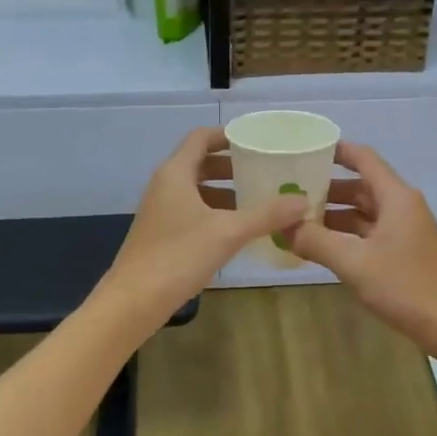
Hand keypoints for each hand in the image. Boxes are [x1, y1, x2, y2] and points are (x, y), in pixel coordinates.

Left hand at [103, 128, 306, 325]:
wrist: (134, 301)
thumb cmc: (178, 256)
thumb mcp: (228, 233)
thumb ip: (266, 215)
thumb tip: (303, 201)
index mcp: (175, 173)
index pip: (201, 138)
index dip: (227, 134)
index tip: (256, 139)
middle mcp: (164, 185)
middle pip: (199, 163)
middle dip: (231, 165)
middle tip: (263, 171)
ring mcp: (160, 211)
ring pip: (196, 190)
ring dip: (224, 191)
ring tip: (257, 200)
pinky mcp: (161, 234)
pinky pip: (191, 211)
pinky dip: (214, 212)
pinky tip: (236, 230)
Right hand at [288, 142, 436, 354]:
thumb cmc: (406, 287)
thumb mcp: (354, 263)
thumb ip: (316, 241)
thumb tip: (281, 225)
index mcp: (396, 197)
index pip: (363, 159)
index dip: (335, 151)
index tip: (304, 150)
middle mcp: (402, 207)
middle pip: (361, 186)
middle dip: (326, 188)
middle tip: (289, 192)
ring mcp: (405, 231)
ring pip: (364, 213)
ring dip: (334, 216)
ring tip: (297, 220)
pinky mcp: (405, 253)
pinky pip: (370, 234)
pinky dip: (346, 236)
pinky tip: (321, 247)